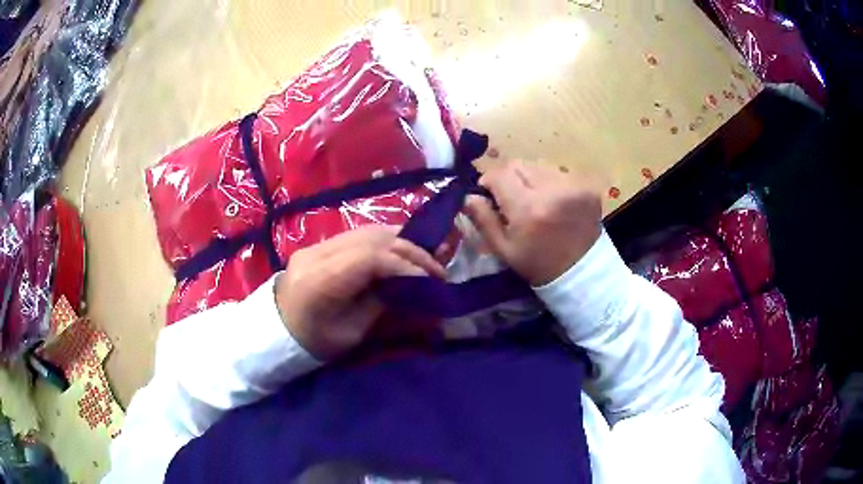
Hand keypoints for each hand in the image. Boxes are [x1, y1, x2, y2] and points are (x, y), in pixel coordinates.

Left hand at [274, 226, 445, 359]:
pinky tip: (400, 250)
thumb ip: (380, 304)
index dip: (406, 265)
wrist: (275, 331)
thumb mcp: (351, 333)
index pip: (371, 258)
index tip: (431, 280)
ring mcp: (317, 245)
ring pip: (367, 231)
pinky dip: (385, 240)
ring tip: (424, 257)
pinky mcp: (319, 245)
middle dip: (410, 250)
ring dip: (400, 241)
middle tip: (436, 267)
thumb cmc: (313, 342)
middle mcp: (318, 253)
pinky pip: (359, 235)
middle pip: (371, 239)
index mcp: (322, 281)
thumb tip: (410, 286)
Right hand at [464, 160, 601, 285]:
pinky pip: (559, 173)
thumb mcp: (503, 249)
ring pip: (538, 166)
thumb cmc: (537, 263)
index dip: (489, 181)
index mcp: (527, 208)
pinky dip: (551, 183)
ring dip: (531, 178)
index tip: (490, 195)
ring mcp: (573, 186)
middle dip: (509, 178)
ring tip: (536, 200)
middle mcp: (551, 190)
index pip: (499, 174)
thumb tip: (468, 196)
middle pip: (518, 165)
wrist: (581, 272)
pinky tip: (554, 202)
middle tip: (512, 197)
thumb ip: (483, 219)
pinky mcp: (586, 186)